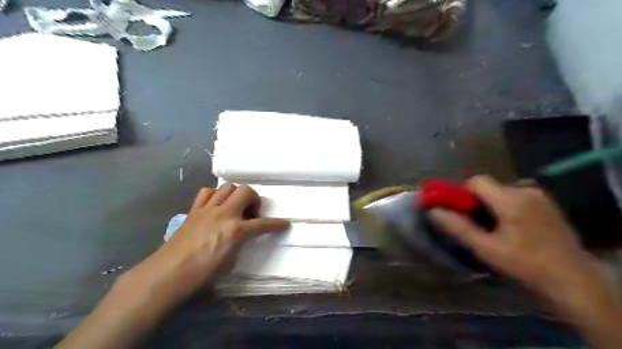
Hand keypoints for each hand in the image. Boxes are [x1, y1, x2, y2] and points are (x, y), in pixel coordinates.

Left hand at [129, 185, 291, 301]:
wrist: (168, 274)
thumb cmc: (202, 275)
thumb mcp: (230, 262)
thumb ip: (240, 243)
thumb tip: (242, 235)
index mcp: (236, 230)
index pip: (263, 224)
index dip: (277, 224)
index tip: (285, 224)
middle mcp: (224, 214)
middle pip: (246, 191)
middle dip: (254, 199)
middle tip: (252, 213)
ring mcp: (208, 209)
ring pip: (228, 187)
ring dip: (236, 194)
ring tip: (235, 207)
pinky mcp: (194, 210)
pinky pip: (207, 192)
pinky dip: (215, 195)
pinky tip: (215, 205)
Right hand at [431, 176, 618, 313]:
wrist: (572, 279)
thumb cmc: (524, 264)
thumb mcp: (485, 248)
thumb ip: (458, 227)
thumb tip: (433, 211)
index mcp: (511, 199)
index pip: (477, 181)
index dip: (462, 193)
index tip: (459, 211)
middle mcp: (526, 190)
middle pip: (489, 187)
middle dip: (477, 202)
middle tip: (475, 224)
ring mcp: (540, 196)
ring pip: (502, 192)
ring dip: (491, 205)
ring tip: (494, 228)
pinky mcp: (547, 203)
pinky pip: (516, 196)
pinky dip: (506, 206)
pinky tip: (512, 227)